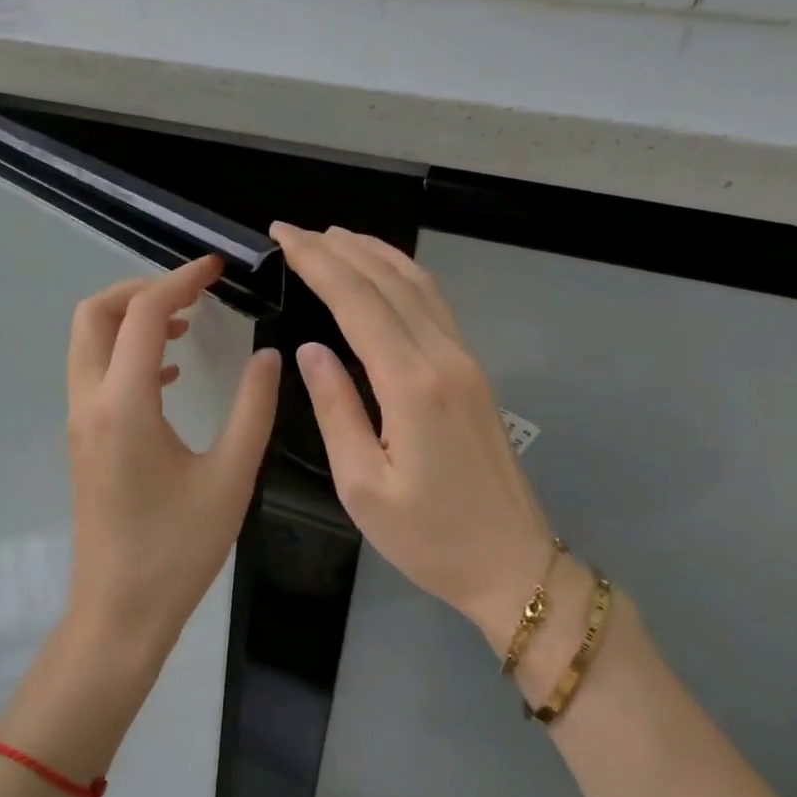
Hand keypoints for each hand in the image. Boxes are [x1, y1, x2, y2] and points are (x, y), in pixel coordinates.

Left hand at [65, 255, 280, 660]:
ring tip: (185, 323)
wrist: (120, 612)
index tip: (217, 268)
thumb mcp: (230, 478)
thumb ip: (253, 409)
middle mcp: (90, 403)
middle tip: (193, 292)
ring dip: (130, 319)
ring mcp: (79, 422)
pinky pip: (95, 374)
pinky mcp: (83, 441)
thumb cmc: (178, 550)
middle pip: (94, 314)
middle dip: (140, 289)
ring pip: (88, 343)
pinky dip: (126, 354)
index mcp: (124, 404)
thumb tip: (269, 356)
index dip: (180, 280)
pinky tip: (169, 373)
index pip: (141, 314)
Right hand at [270, 225, 573, 656]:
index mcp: (412, 386)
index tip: (282, 236)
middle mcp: (443, 359)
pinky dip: (404, 277)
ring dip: (375, 254)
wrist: (513, 565)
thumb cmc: (429, 538)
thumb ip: (335, 409)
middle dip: (338, 249)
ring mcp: (466, 362)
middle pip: (387, 283)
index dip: (317, 263)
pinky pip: (435, 307)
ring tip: (335, 236)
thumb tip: (311, 350)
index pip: (357, 303)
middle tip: (295, 230)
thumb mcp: (362, 486)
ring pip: (418, 287)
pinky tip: (386, 273)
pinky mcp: (474, 373)